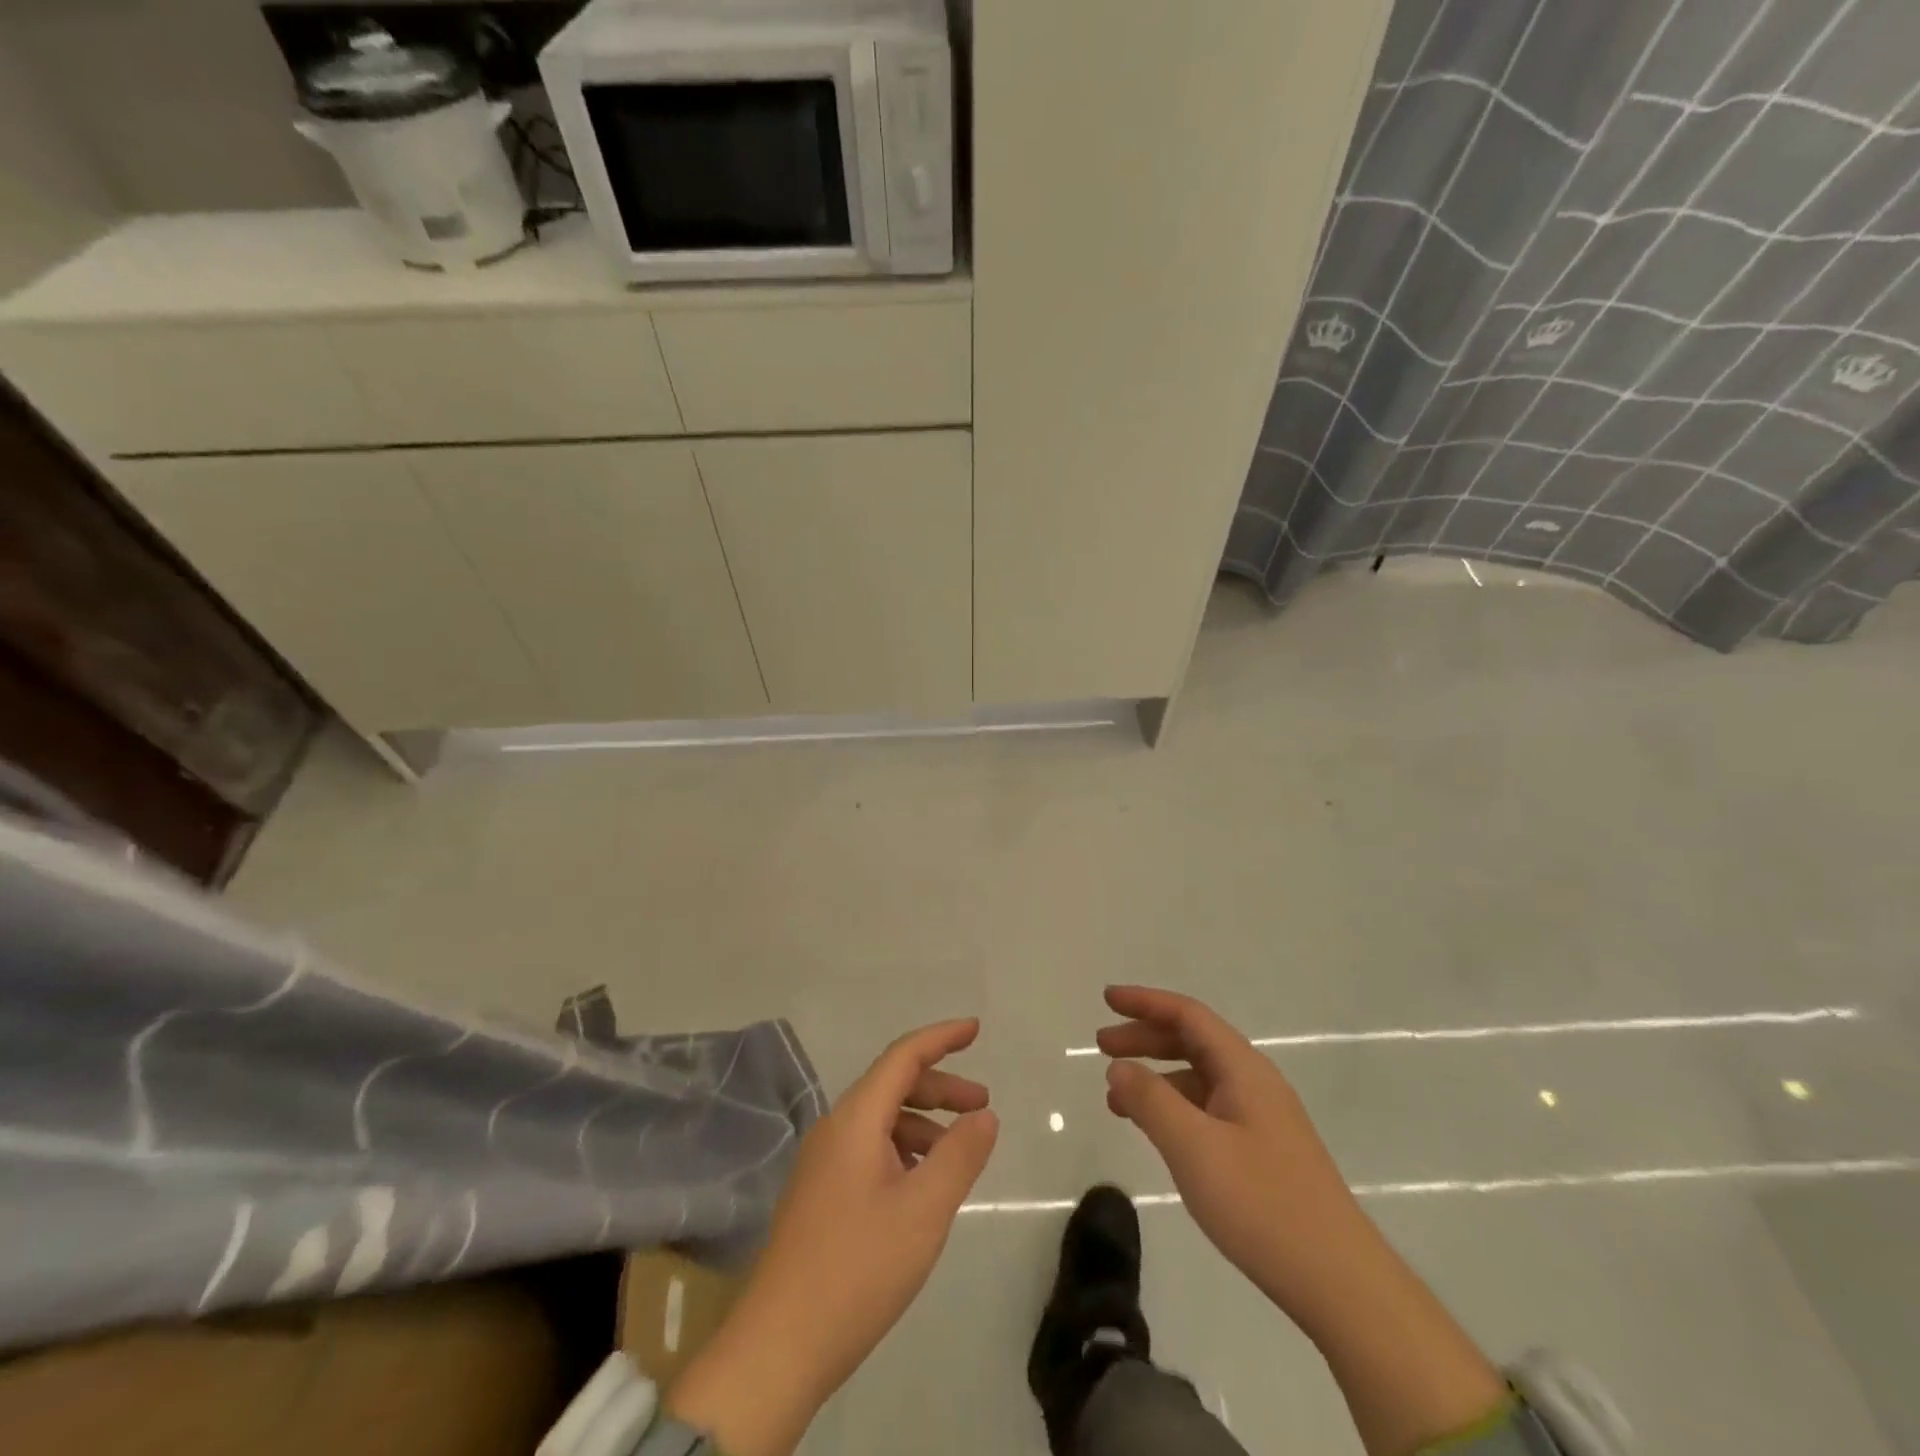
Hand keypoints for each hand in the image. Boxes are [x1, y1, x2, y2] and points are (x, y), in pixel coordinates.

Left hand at [667, 1020, 998, 1455]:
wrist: (778, 1347)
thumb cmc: (857, 1270)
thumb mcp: (923, 1212)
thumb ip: (959, 1156)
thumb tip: (984, 1115)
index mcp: (855, 1120)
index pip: (903, 1057)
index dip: (941, 1038)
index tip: (975, 1029)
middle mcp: (835, 1129)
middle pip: (893, 1086)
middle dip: (941, 1087)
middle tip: (983, 1106)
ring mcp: (823, 1163)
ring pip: (882, 1120)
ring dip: (924, 1122)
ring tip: (960, 1152)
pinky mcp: (820, 1194)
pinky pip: (870, 1149)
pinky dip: (904, 1150)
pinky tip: (923, 1185)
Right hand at [1099, 984, 1362, 1321]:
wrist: (1341, 1284)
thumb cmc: (1263, 1205)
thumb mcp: (1194, 1149)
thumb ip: (1151, 1101)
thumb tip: (1119, 1067)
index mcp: (1244, 1070)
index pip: (1188, 1015)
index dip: (1145, 1002)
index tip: (1107, 999)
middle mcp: (1254, 1083)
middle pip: (1193, 1041)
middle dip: (1145, 1037)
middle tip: (1101, 1045)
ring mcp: (1261, 1119)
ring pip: (1199, 1078)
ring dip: (1156, 1075)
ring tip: (1115, 1095)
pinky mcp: (1262, 1152)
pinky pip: (1207, 1110)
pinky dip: (1173, 1107)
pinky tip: (1154, 1130)